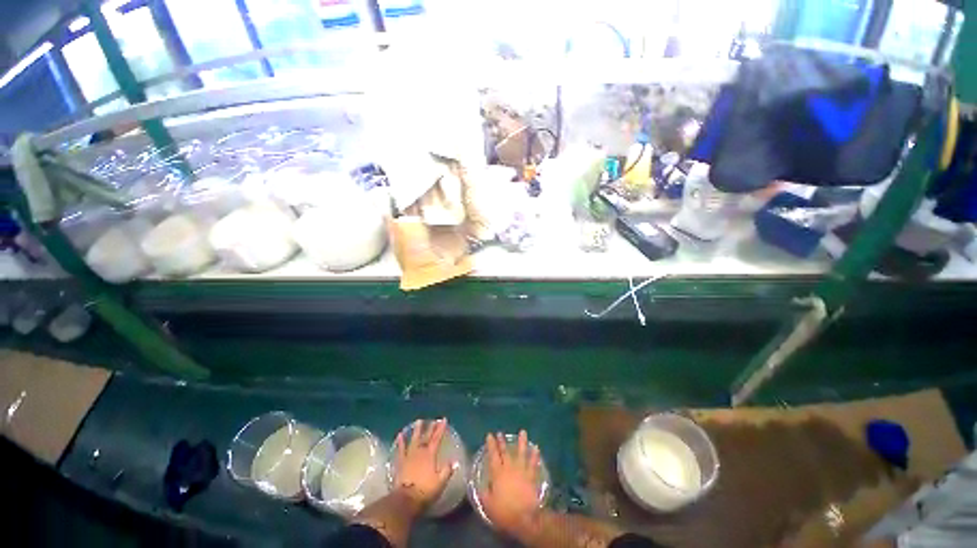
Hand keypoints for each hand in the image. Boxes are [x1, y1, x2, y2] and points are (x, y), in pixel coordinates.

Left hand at [393, 419, 455, 510]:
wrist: (406, 500)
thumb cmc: (425, 491)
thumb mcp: (440, 482)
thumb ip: (447, 470)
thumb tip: (454, 461)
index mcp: (430, 455)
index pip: (437, 438)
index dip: (441, 428)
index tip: (443, 420)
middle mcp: (420, 452)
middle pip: (426, 437)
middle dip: (431, 428)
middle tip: (434, 420)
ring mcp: (409, 456)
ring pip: (414, 440)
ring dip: (417, 430)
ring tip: (419, 421)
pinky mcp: (401, 463)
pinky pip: (401, 450)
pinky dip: (400, 442)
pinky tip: (400, 435)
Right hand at [479, 430, 541, 534]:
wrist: (525, 517)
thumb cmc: (505, 512)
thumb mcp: (489, 505)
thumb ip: (485, 493)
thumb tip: (482, 486)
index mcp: (497, 474)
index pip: (493, 456)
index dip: (491, 445)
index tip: (489, 435)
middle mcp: (509, 468)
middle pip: (505, 452)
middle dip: (502, 442)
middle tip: (500, 433)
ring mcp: (521, 470)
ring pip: (521, 453)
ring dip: (522, 442)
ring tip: (522, 432)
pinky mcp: (531, 476)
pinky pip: (533, 464)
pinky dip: (535, 455)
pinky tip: (536, 448)